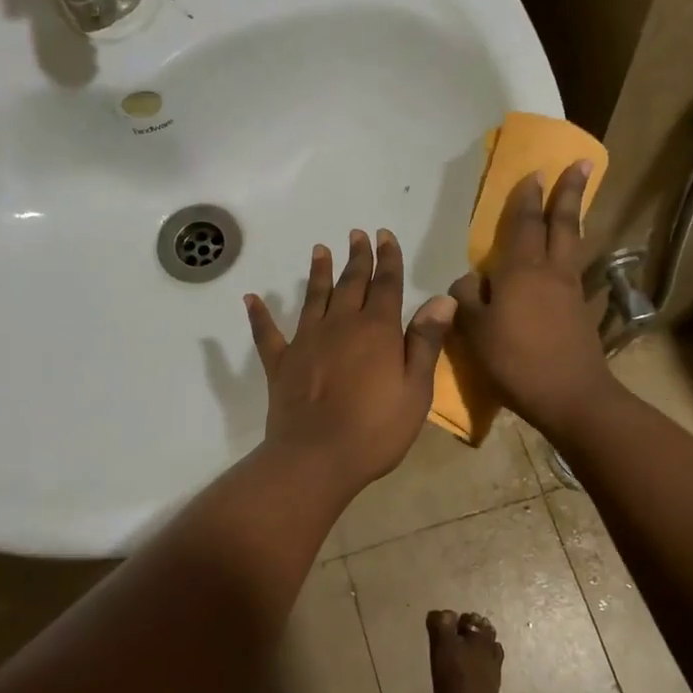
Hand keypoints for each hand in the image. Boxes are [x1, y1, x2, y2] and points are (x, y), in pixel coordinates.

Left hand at [244, 230, 455, 498]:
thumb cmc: (376, 429)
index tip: (384, 236)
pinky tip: (251, 299)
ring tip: (319, 250)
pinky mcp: (280, 363)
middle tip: (357, 235)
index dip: (387, 258)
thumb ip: (425, 341)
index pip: (386, 284)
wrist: (317, 457)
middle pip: (350, 283)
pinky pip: (266, 333)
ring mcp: (306, 341)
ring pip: (313, 297)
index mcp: (376, 330)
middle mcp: (340, 325)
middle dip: (357, 257)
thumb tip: (441, 299)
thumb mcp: (415, 389)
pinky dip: (259, 315)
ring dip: (318, 273)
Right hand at [451, 161, 612, 435]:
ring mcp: (570, 290)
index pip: (524, 224)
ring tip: (575, 200)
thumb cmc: (516, 362)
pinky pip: (573, 267)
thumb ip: (467, 300)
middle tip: (579, 164)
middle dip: (568, 192)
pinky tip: (565, 255)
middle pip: (562, 224)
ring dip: (573, 217)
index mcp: (521, 271)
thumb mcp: (476, 332)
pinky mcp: (580, 310)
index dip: (527, 198)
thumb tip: (468, 281)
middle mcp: (551, 271)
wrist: (571, 396)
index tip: (534, 172)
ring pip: (572, 243)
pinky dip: (570, 250)